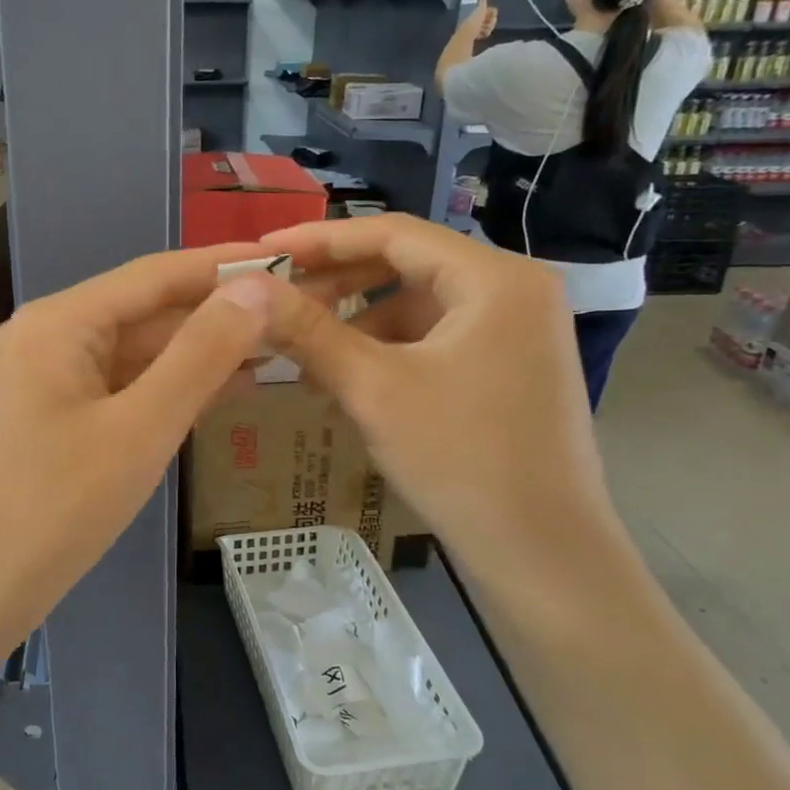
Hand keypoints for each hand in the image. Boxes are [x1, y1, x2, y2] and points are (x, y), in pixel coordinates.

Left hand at [0, 245, 272, 656]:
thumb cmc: (55, 510)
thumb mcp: (140, 429)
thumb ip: (201, 355)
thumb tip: (255, 288)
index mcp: (59, 323)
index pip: (154, 275)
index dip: (222, 265)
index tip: (286, 257)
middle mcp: (45, 337)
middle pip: (144, 312)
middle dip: (215, 314)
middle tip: (292, 312)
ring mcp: (43, 379)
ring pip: (134, 353)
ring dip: (197, 354)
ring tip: (275, 348)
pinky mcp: (48, 418)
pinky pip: (117, 389)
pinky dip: (166, 389)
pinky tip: (221, 391)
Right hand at [236, 214, 614, 587]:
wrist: (543, 555)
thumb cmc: (461, 459)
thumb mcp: (374, 388)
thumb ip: (308, 331)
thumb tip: (246, 288)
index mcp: (495, 278)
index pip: (394, 234)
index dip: (321, 239)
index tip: (263, 251)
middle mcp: (514, 290)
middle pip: (406, 266)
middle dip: (337, 284)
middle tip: (275, 301)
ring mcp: (515, 330)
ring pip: (416, 305)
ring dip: (356, 323)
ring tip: (301, 352)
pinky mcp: (507, 366)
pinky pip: (433, 338)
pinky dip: (386, 351)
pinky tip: (343, 379)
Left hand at [468, 0, 497, 38]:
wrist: (467, 34)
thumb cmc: (474, 20)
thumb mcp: (480, 7)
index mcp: (477, 11)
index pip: (492, 11)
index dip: (492, 14)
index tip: (490, 16)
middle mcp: (476, 18)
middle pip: (492, 19)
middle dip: (491, 22)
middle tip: (487, 25)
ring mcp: (476, 27)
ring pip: (489, 27)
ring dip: (488, 28)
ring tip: (483, 31)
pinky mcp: (475, 35)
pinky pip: (485, 34)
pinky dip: (485, 34)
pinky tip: (481, 35)